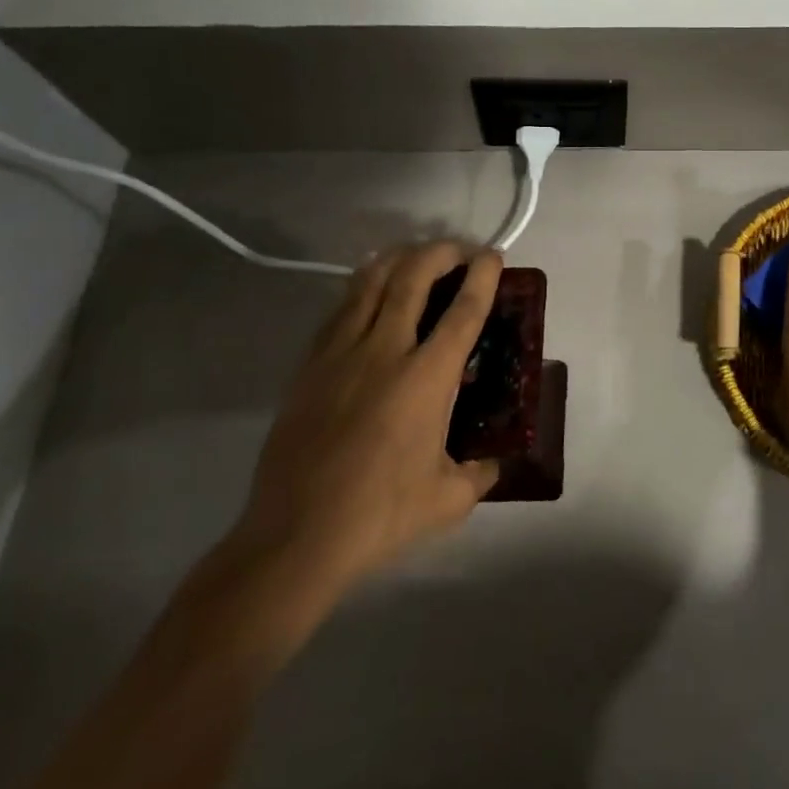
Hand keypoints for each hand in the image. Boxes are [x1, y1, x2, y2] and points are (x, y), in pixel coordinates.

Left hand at [227, 242, 503, 617]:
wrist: (296, 536)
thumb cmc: (380, 516)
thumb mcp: (449, 500)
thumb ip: (479, 473)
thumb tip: (493, 462)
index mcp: (426, 378)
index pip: (463, 311)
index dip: (482, 276)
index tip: (492, 256)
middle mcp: (384, 351)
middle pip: (413, 276)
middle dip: (441, 252)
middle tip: (458, 251)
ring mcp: (340, 354)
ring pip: (369, 282)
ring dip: (398, 259)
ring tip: (415, 258)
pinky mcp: (309, 366)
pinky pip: (339, 310)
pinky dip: (362, 289)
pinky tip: (370, 294)